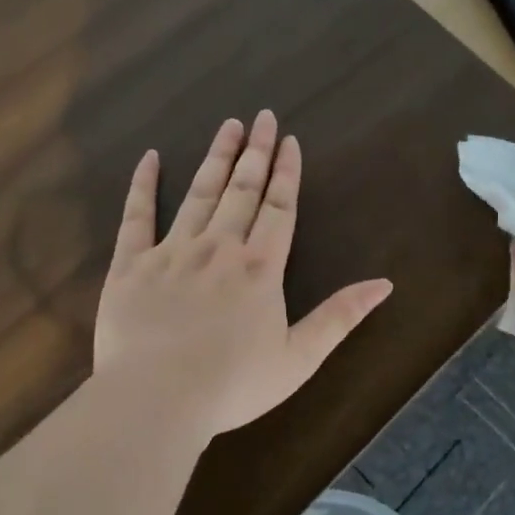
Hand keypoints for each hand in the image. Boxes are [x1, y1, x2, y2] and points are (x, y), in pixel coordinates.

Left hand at [94, 111, 392, 442]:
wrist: (157, 398)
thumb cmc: (233, 385)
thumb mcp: (299, 359)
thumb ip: (339, 317)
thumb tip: (384, 284)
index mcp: (260, 268)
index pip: (278, 208)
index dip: (286, 173)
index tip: (288, 140)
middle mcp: (219, 248)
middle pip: (241, 190)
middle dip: (255, 152)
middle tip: (261, 116)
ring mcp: (172, 252)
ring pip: (198, 193)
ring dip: (215, 158)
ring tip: (227, 125)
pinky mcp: (130, 264)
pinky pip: (136, 216)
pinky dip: (144, 185)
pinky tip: (151, 157)